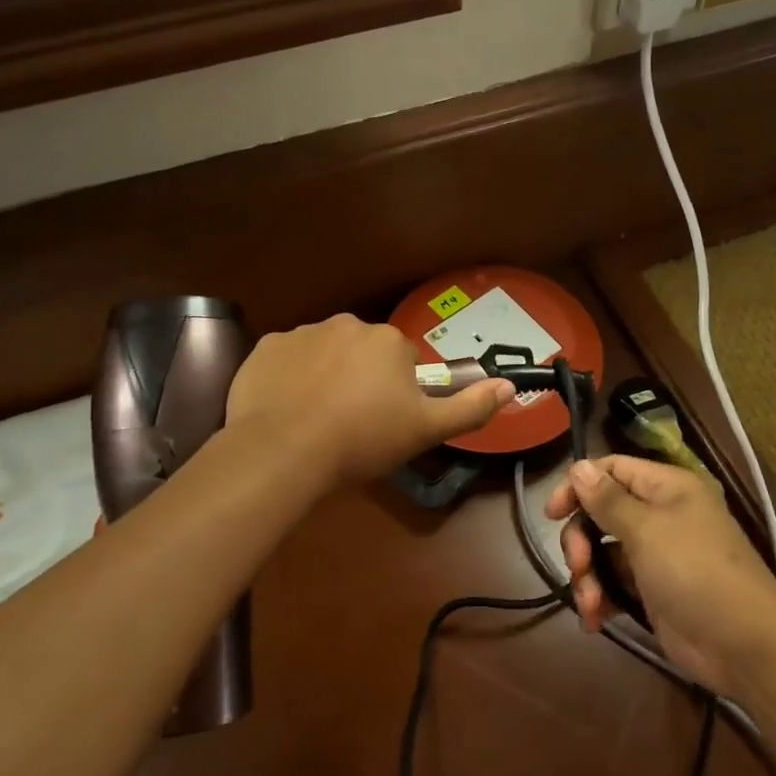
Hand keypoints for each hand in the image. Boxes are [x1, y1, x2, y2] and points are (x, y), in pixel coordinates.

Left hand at [227, 314, 513, 488]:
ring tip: (317, 420)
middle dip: (362, 379)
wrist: (284, 451)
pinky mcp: (265, 348)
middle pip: (362, 352)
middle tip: (353, 423)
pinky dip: (290, 379)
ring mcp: (301, 333)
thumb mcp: (425, 430)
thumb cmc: (363, 439)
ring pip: (324, 354)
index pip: (402, 360)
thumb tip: (509, 385)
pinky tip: (287, 410)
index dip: (397, 392)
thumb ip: (470, 407)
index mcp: (388, 340)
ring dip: (326, 377)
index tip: (385, 422)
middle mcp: (346, 324)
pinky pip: (287, 360)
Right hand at [545, 456, 775, 697]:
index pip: (611, 469)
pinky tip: (595, 620)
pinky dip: (601, 599)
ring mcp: (657, 555)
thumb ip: (608, 500)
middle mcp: (660, 514)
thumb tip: (579, 466)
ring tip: (591, 604)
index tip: (552, 514)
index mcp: (666, 487)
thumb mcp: (647, 531)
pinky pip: (614, 584)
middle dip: (581, 540)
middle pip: (601, 513)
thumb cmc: (695, 572)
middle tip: (579, 565)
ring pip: (603, 552)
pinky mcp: (653, 591)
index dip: (578, 485)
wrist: (744, 645)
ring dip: (588, 577)